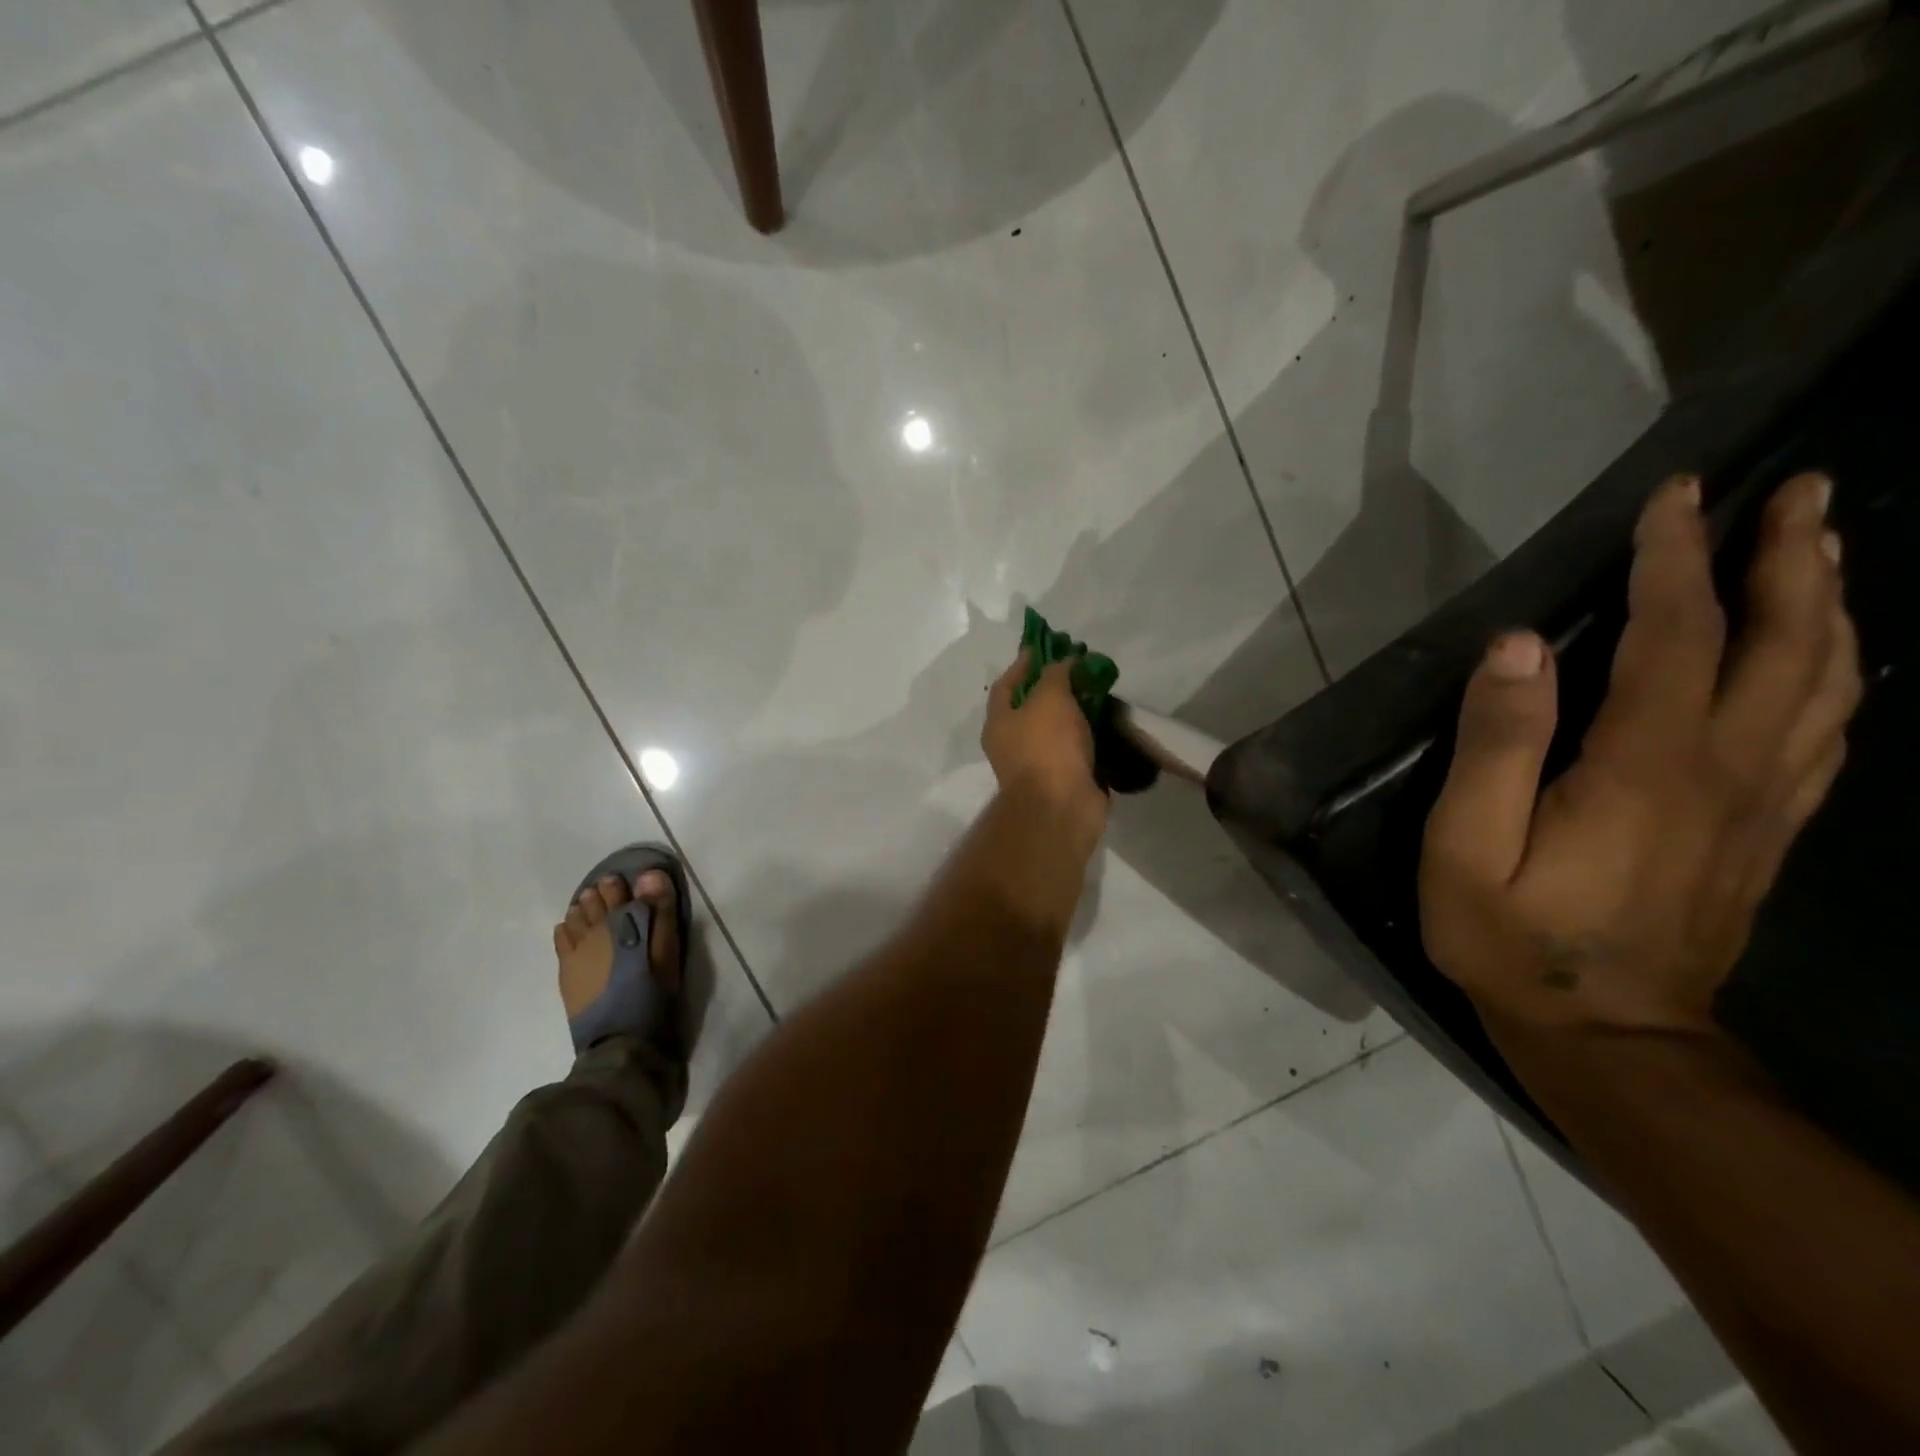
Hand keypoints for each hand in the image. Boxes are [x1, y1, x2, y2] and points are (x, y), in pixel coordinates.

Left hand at [983, 651, 1108, 843]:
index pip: (1006, 685)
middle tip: (1080, 667)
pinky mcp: (1066, 778)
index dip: (1023, 663)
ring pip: (1058, 728)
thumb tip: (1065, 661)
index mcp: (999, 723)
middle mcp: (1014, 743)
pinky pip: (1077, 749)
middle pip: (1033, 706)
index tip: (1044, 646)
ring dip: (1076, 710)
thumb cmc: (1047, 747)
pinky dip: (1090, 735)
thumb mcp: (1049, 698)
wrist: (1062, 808)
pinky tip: (1108, 720)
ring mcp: (1040, 763)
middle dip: (1055, 686)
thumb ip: (1056, 674)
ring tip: (1100, 689)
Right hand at [1420, 472, 1861, 1032]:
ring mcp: (1761, 804)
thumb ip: (1494, 746)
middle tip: (1802, 492)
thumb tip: (1518, 648)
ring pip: (1827, 684)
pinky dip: (1839, 677)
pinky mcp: (1765, 833)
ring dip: (1830, 607)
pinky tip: (1829, 657)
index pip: (1677, 636)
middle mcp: (1728, 771)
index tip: (1675, 496)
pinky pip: (1826, 737)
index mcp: (1648, 766)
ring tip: (1824, 550)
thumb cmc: (1513, 938)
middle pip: (1786, 646)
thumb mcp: (1466, 847)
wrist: (1608, 1037)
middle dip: (1794, 560)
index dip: (1675, 560)